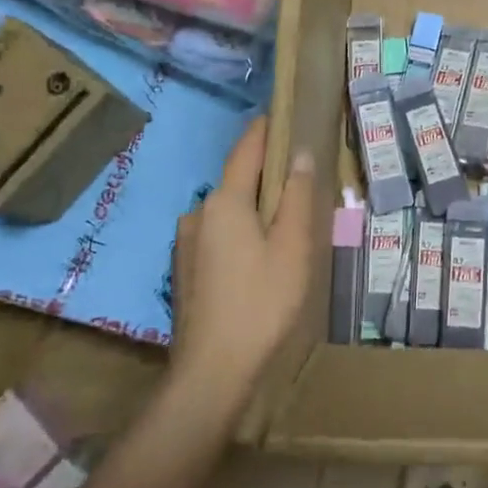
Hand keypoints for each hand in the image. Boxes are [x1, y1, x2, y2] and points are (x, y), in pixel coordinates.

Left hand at [171, 119, 315, 396]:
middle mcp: (198, 212)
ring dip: (255, 207)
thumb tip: (299, 153)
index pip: (247, 149)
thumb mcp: (292, 247)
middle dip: (268, 175)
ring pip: (228, 210)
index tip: (285, 114)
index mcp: (225, 201)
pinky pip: (219, 234)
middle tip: (302, 179)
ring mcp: (187, 243)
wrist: (212, 372)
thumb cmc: (261, 302)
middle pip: (238, 180)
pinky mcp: (185, 269)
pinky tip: (261, 256)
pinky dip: (242, 231)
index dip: (266, 129)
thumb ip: (297, 196)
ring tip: (287, 222)